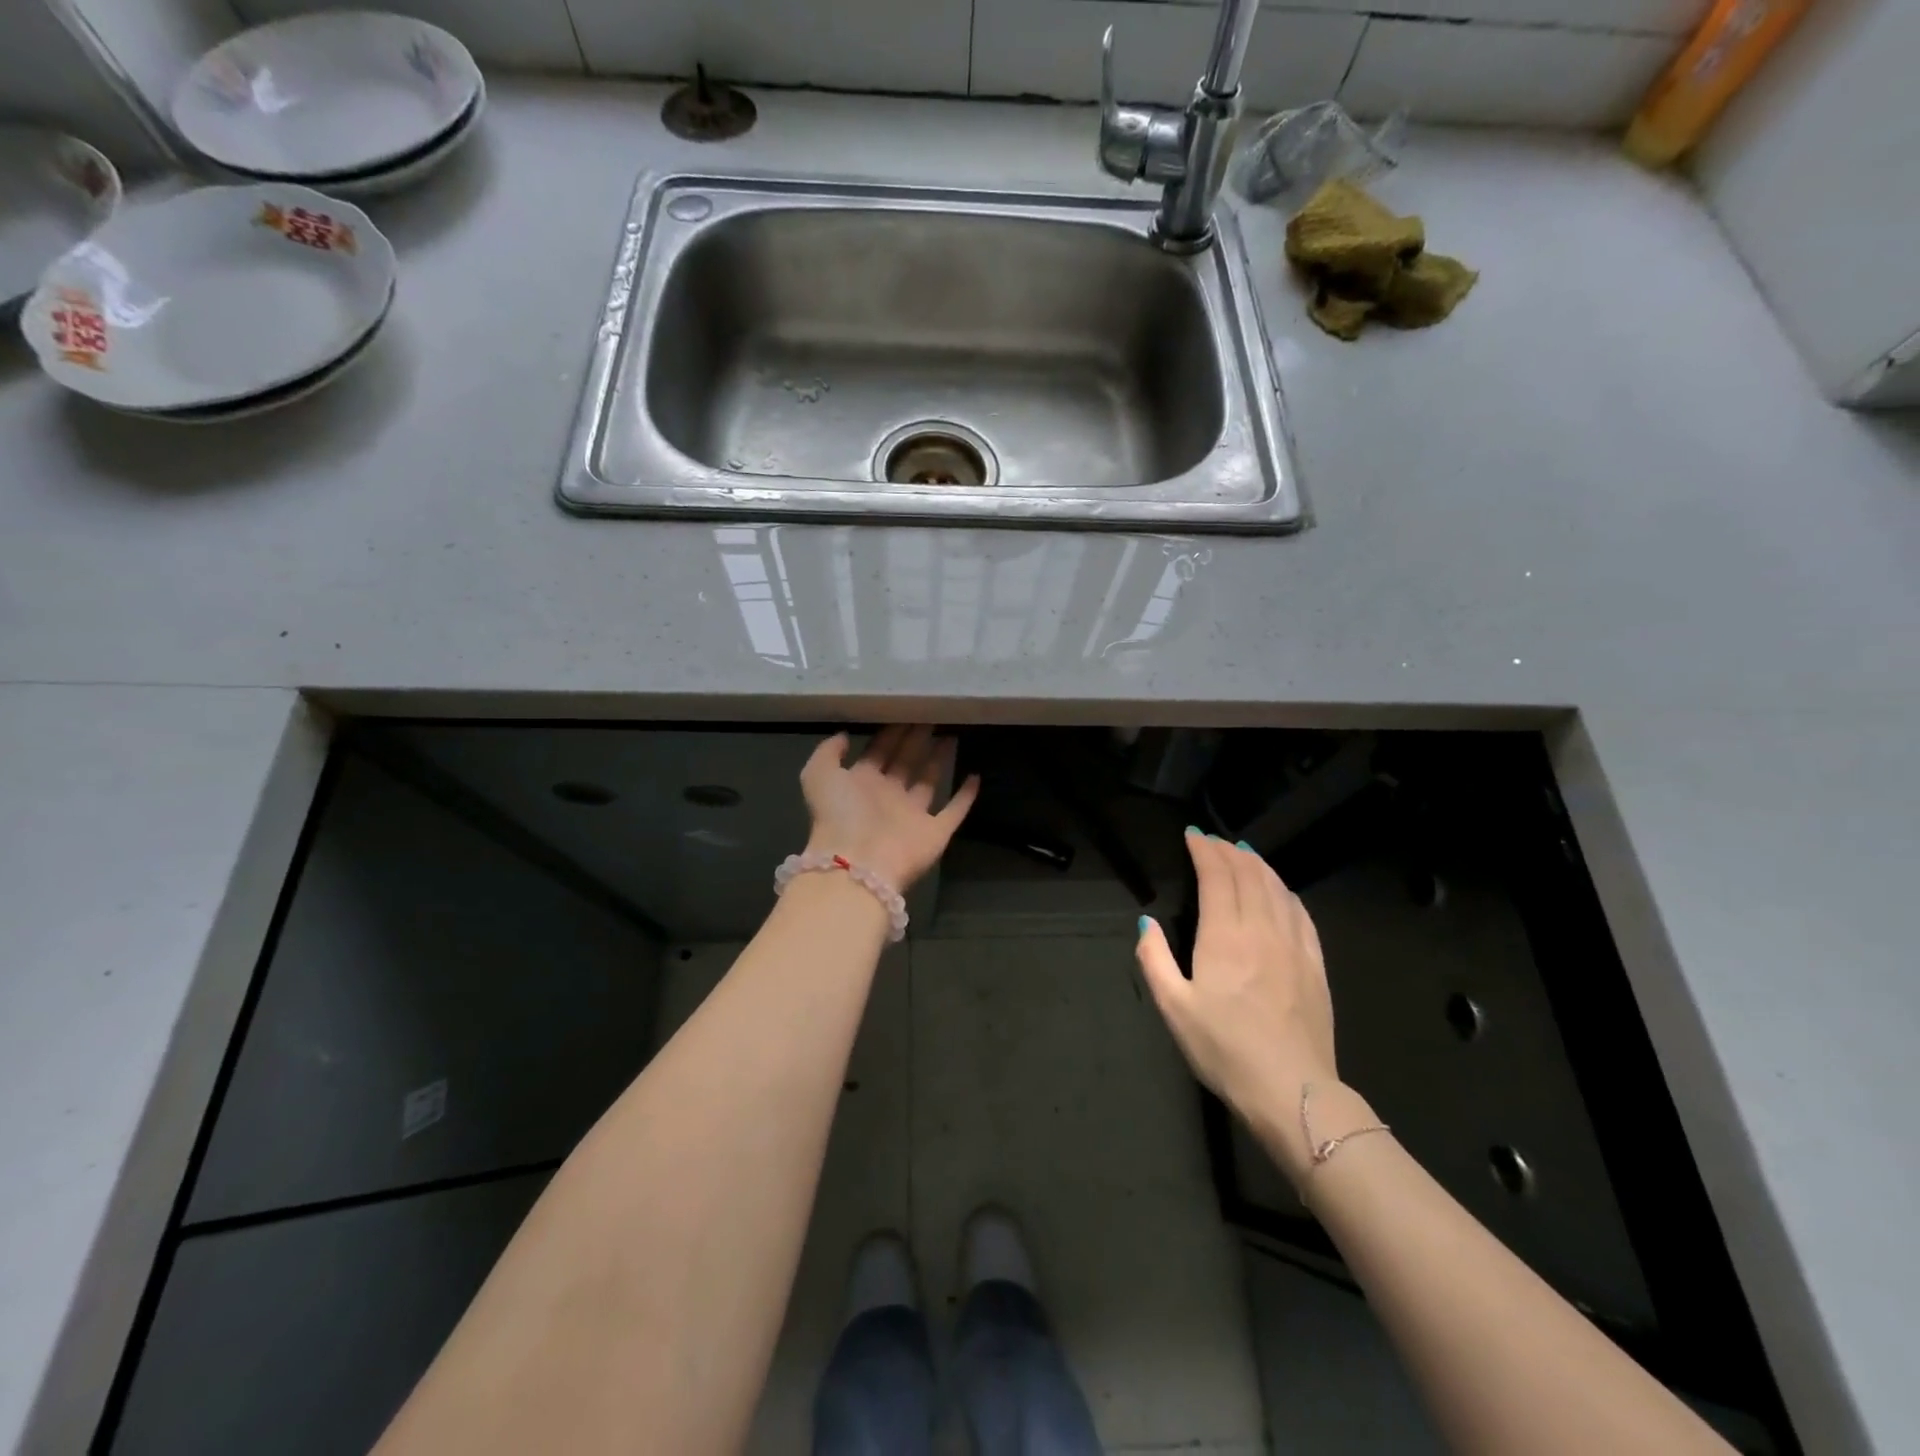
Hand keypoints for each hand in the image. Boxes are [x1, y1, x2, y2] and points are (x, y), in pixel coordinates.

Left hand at [800, 726, 979, 891]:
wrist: (859, 863)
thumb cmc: (840, 815)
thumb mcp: (819, 774)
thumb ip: (828, 752)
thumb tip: (844, 735)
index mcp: (860, 783)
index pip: (879, 751)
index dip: (892, 732)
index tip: (907, 709)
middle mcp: (887, 797)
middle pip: (906, 762)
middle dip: (917, 740)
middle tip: (933, 715)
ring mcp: (912, 816)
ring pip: (929, 781)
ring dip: (939, 760)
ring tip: (952, 735)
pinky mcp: (935, 832)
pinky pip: (954, 811)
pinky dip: (965, 796)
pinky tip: (976, 776)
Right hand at [1137, 831, 1338, 1174]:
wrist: (1292, 1091)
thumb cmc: (1224, 1049)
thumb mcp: (1174, 1008)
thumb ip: (1155, 960)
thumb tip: (1146, 922)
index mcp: (1224, 936)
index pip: (1217, 877)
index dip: (1205, 851)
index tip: (1193, 835)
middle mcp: (1261, 929)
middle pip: (1248, 875)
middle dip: (1229, 851)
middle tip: (1214, 841)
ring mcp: (1293, 945)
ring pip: (1277, 889)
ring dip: (1258, 865)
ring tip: (1244, 852)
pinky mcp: (1315, 965)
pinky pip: (1301, 914)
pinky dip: (1286, 892)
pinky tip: (1281, 890)